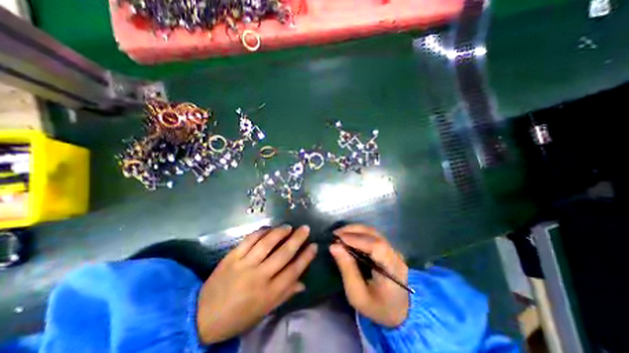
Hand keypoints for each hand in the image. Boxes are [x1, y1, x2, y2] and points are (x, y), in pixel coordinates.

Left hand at [195, 224, 317, 342]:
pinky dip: (261, 232)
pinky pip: (249, 240)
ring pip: (267, 243)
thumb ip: (285, 295)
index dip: (306, 257)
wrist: (203, 317)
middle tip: (305, 228)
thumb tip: (303, 282)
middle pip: (283, 254)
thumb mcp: (264, 311)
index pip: (293, 271)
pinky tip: (268, 228)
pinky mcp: (232, 257)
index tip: (314, 246)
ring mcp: (244, 264)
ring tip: (288, 226)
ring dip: (280, 232)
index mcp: (269, 293)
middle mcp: (259, 277)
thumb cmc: (239, 316)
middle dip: (297, 239)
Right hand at [327, 225, 410, 325]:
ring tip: (339, 234)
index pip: (377, 247)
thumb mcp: (357, 295)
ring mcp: (393, 250)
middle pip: (374, 235)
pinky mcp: (388, 248)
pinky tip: (349, 237)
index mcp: (392, 270)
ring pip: (373, 232)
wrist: (398, 311)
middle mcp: (395, 255)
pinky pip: (373, 236)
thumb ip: (347, 269)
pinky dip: (359, 234)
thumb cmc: (377, 307)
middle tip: (335, 234)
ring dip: (355, 230)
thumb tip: (334, 246)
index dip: (357, 239)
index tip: (339, 239)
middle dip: (353, 231)